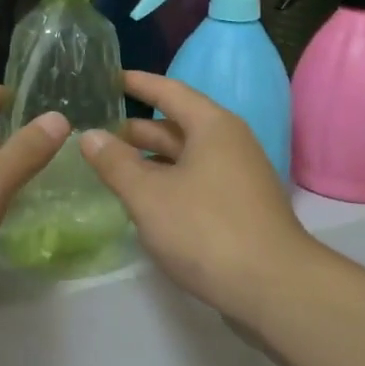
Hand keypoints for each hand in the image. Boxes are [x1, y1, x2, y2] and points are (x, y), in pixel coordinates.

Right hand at [79, 71, 318, 326]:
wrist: (274, 288)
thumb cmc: (206, 229)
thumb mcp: (149, 195)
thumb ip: (116, 163)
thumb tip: (90, 135)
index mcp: (212, 127)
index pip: (169, 92)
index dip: (138, 83)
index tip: (109, 78)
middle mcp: (229, 144)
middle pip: (177, 126)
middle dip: (137, 130)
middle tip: (96, 132)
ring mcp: (237, 177)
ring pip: (185, 158)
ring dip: (150, 160)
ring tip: (111, 167)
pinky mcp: (239, 208)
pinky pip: (195, 182)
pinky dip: (167, 183)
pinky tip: (144, 201)